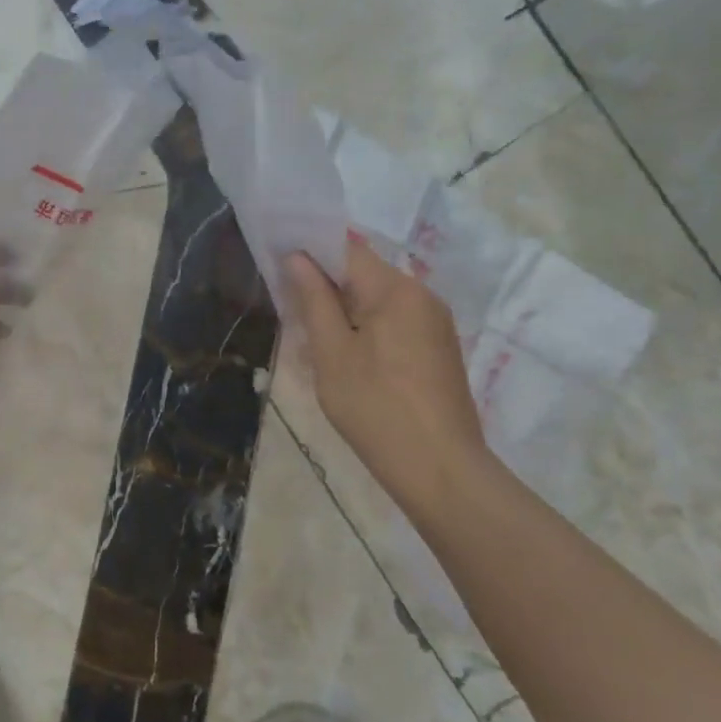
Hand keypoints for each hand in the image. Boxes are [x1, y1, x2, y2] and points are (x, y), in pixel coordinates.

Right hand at [287, 238, 488, 506]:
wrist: (440, 470)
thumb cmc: (375, 407)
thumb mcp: (332, 353)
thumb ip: (314, 300)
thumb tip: (297, 258)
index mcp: (396, 290)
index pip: (347, 250)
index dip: (311, 253)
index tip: (280, 267)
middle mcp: (423, 296)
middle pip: (365, 274)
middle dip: (327, 286)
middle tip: (291, 309)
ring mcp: (436, 324)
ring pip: (379, 300)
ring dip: (346, 310)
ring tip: (316, 338)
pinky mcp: (439, 349)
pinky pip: (396, 322)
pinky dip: (368, 328)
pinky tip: (349, 358)